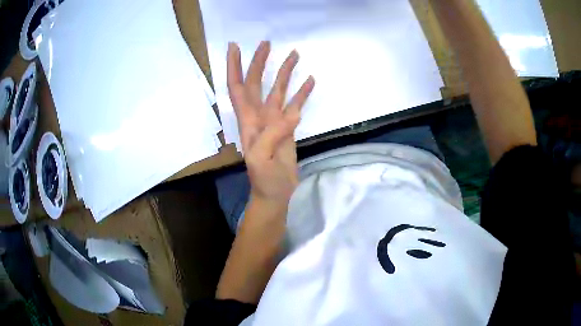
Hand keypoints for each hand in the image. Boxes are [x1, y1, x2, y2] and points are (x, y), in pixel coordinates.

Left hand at [227, 41, 314, 205]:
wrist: (275, 193)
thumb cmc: (264, 179)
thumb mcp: (261, 160)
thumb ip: (272, 135)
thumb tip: (291, 113)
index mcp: (248, 121)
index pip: (237, 88)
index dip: (234, 67)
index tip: (235, 47)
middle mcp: (259, 116)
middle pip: (256, 83)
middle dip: (259, 62)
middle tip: (267, 43)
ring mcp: (274, 120)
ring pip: (278, 90)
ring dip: (284, 72)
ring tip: (295, 54)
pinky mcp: (288, 127)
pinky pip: (295, 105)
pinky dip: (302, 93)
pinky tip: (310, 81)